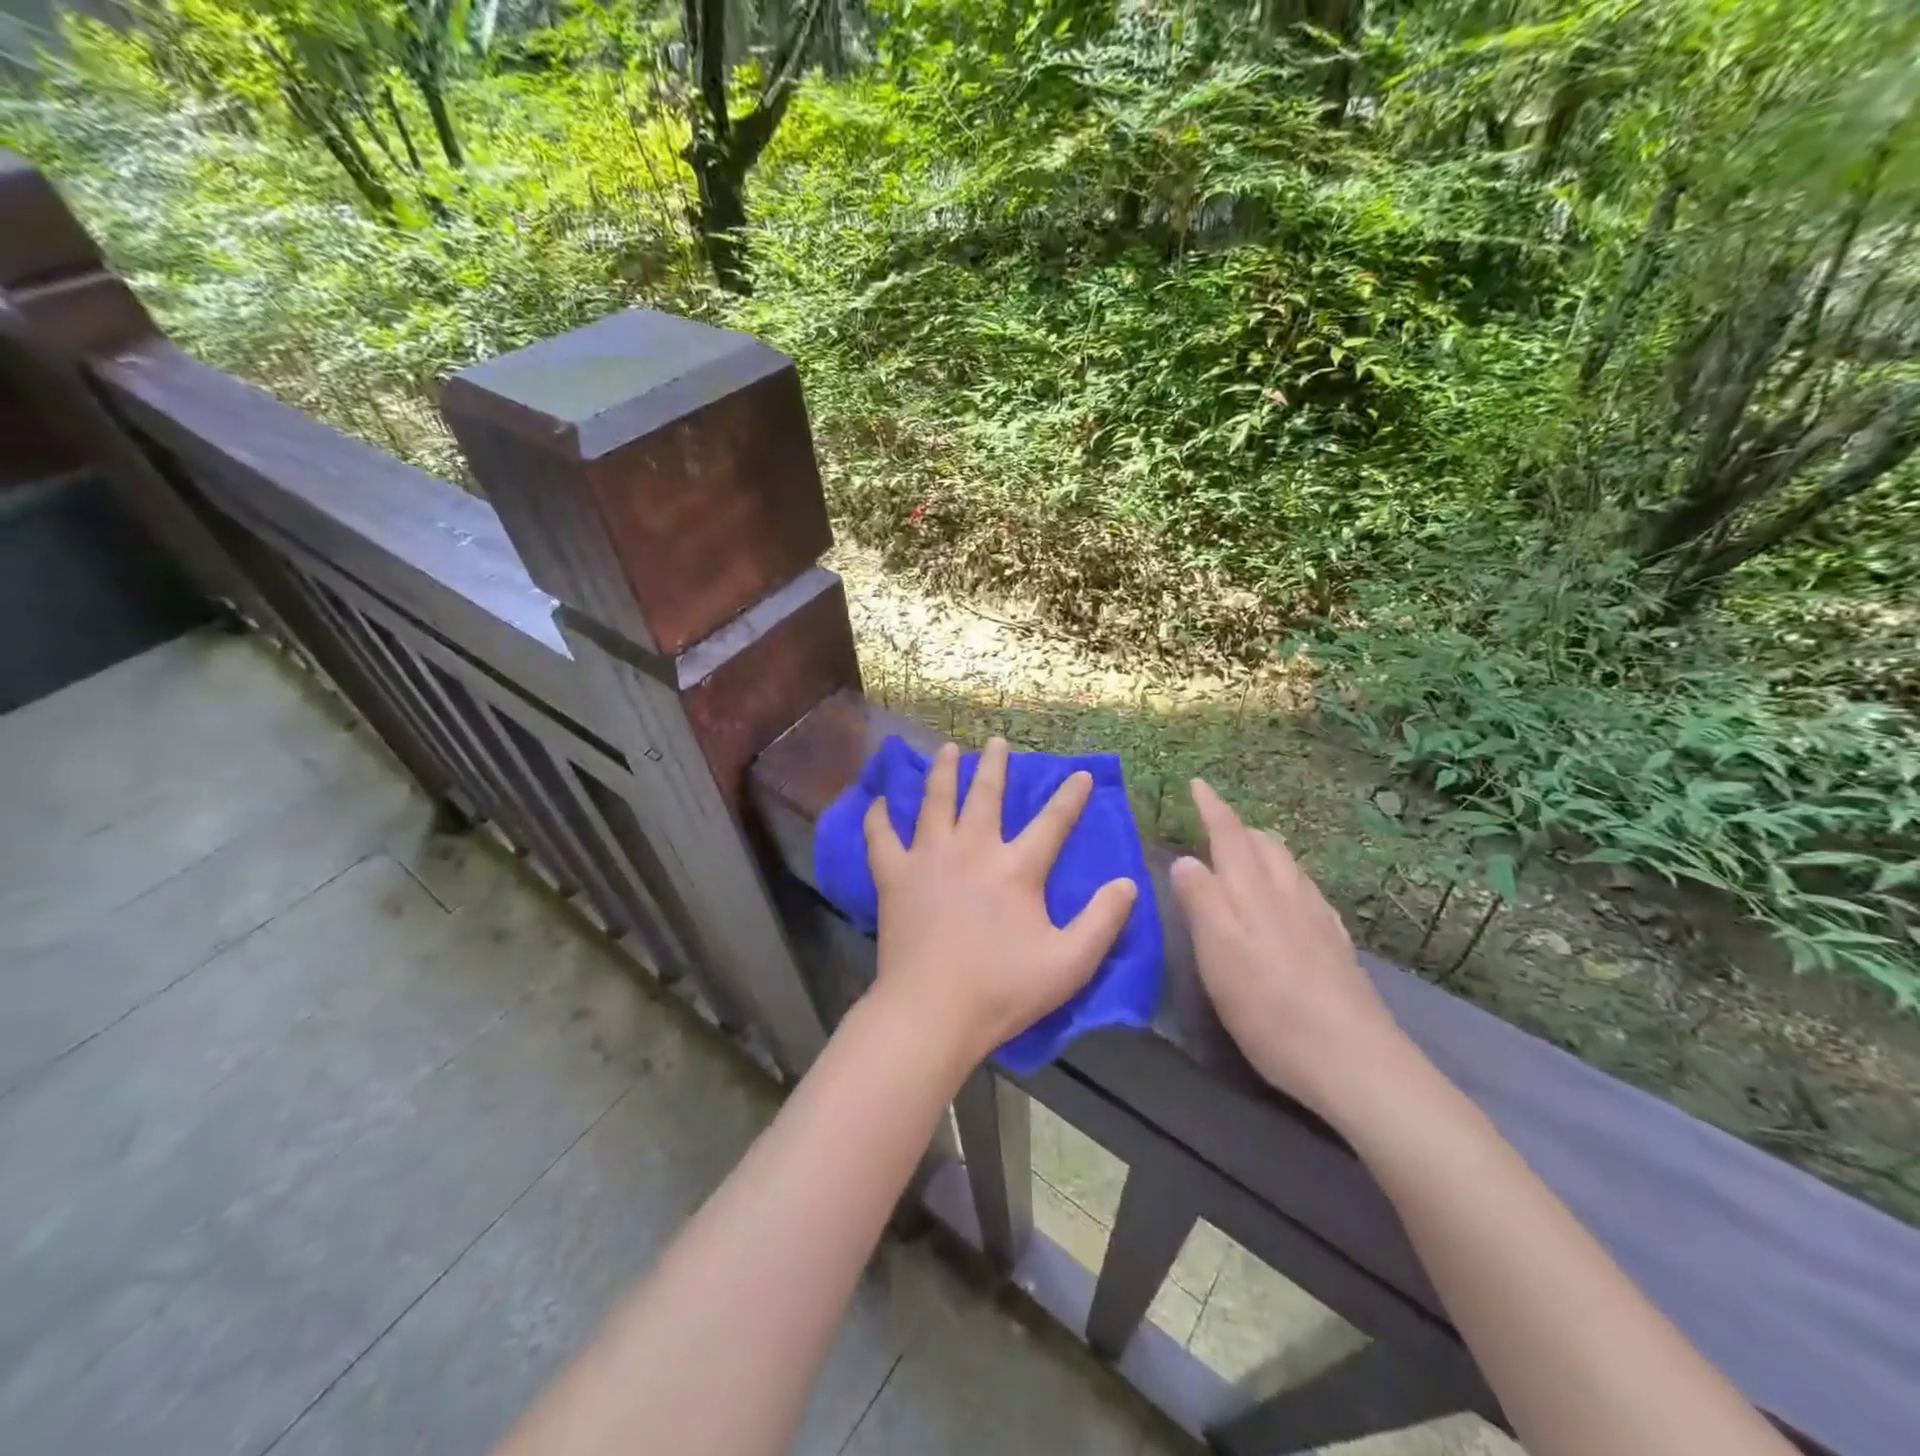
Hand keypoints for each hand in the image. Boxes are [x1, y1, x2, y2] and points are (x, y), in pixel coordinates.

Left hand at [864, 737, 1137, 1072]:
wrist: (931, 1012)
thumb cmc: (1002, 990)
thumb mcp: (1069, 963)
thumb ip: (1103, 921)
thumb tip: (1127, 883)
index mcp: (1016, 868)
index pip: (1052, 822)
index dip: (1070, 796)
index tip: (1080, 775)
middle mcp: (972, 849)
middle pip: (985, 795)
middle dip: (995, 765)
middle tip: (997, 742)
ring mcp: (928, 859)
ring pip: (935, 801)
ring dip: (943, 772)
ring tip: (947, 750)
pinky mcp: (894, 877)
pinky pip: (881, 836)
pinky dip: (878, 817)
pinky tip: (878, 801)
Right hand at [1170, 780, 1411, 1121]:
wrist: (1355, 1062)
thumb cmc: (1270, 1006)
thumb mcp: (1218, 953)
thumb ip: (1200, 900)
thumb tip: (1186, 859)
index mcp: (1254, 892)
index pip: (1231, 835)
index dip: (1212, 807)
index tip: (1198, 783)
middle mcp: (1289, 895)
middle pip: (1265, 845)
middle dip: (1238, 827)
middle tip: (1214, 823)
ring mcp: (1319, 920)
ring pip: (1290, 867)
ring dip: (1265, 850)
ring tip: (1247, 854)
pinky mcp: (1336, 948)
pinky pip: (1309, 893)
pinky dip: (1289, 880)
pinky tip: (1290, 901)